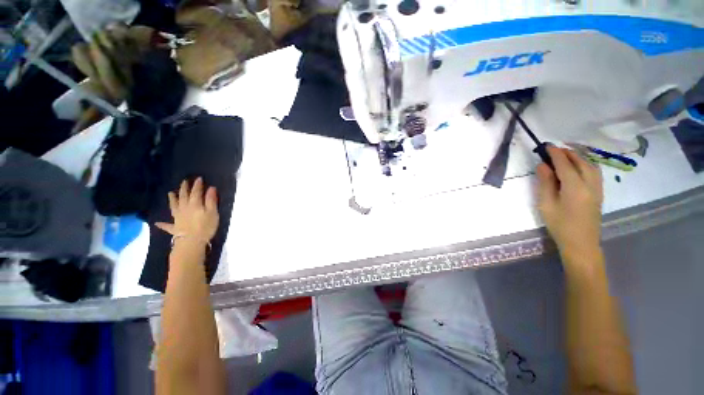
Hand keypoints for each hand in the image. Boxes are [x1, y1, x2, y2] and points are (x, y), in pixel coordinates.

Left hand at [156, 177, 218, 245]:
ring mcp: (177, 218)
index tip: (198, 178)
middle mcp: (184, 208)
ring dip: (172, 200)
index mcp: (194, 204)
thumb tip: (211, 188)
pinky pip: (167, 225)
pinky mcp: (175, 228)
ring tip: (170, 193)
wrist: (191, 242)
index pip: (196, 192)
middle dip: (184, 188)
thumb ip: (211, 200)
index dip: (197, 185)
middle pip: (183, 196)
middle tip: (184, 181)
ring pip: (174, 206)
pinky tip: (157, 223)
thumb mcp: (213, 212)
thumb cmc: (205, 226)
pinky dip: (162, 224)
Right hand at [536, 146, 602, 256]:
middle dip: (568, 153)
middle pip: (581, 162)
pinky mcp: (599, 193)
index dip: (556, 154)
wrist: (581, 244)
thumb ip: (545, 183)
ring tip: (565, 156)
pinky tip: (578, 167)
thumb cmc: (560, 225)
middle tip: (553, 150)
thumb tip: (543, 165)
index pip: (565, 164)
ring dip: (578, 158)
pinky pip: (594, 173)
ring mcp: (597, 189)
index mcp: (575, 187)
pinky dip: (585, 165)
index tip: (546, 146)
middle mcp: (590, 184)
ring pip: (590, 166)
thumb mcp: (546, 205)